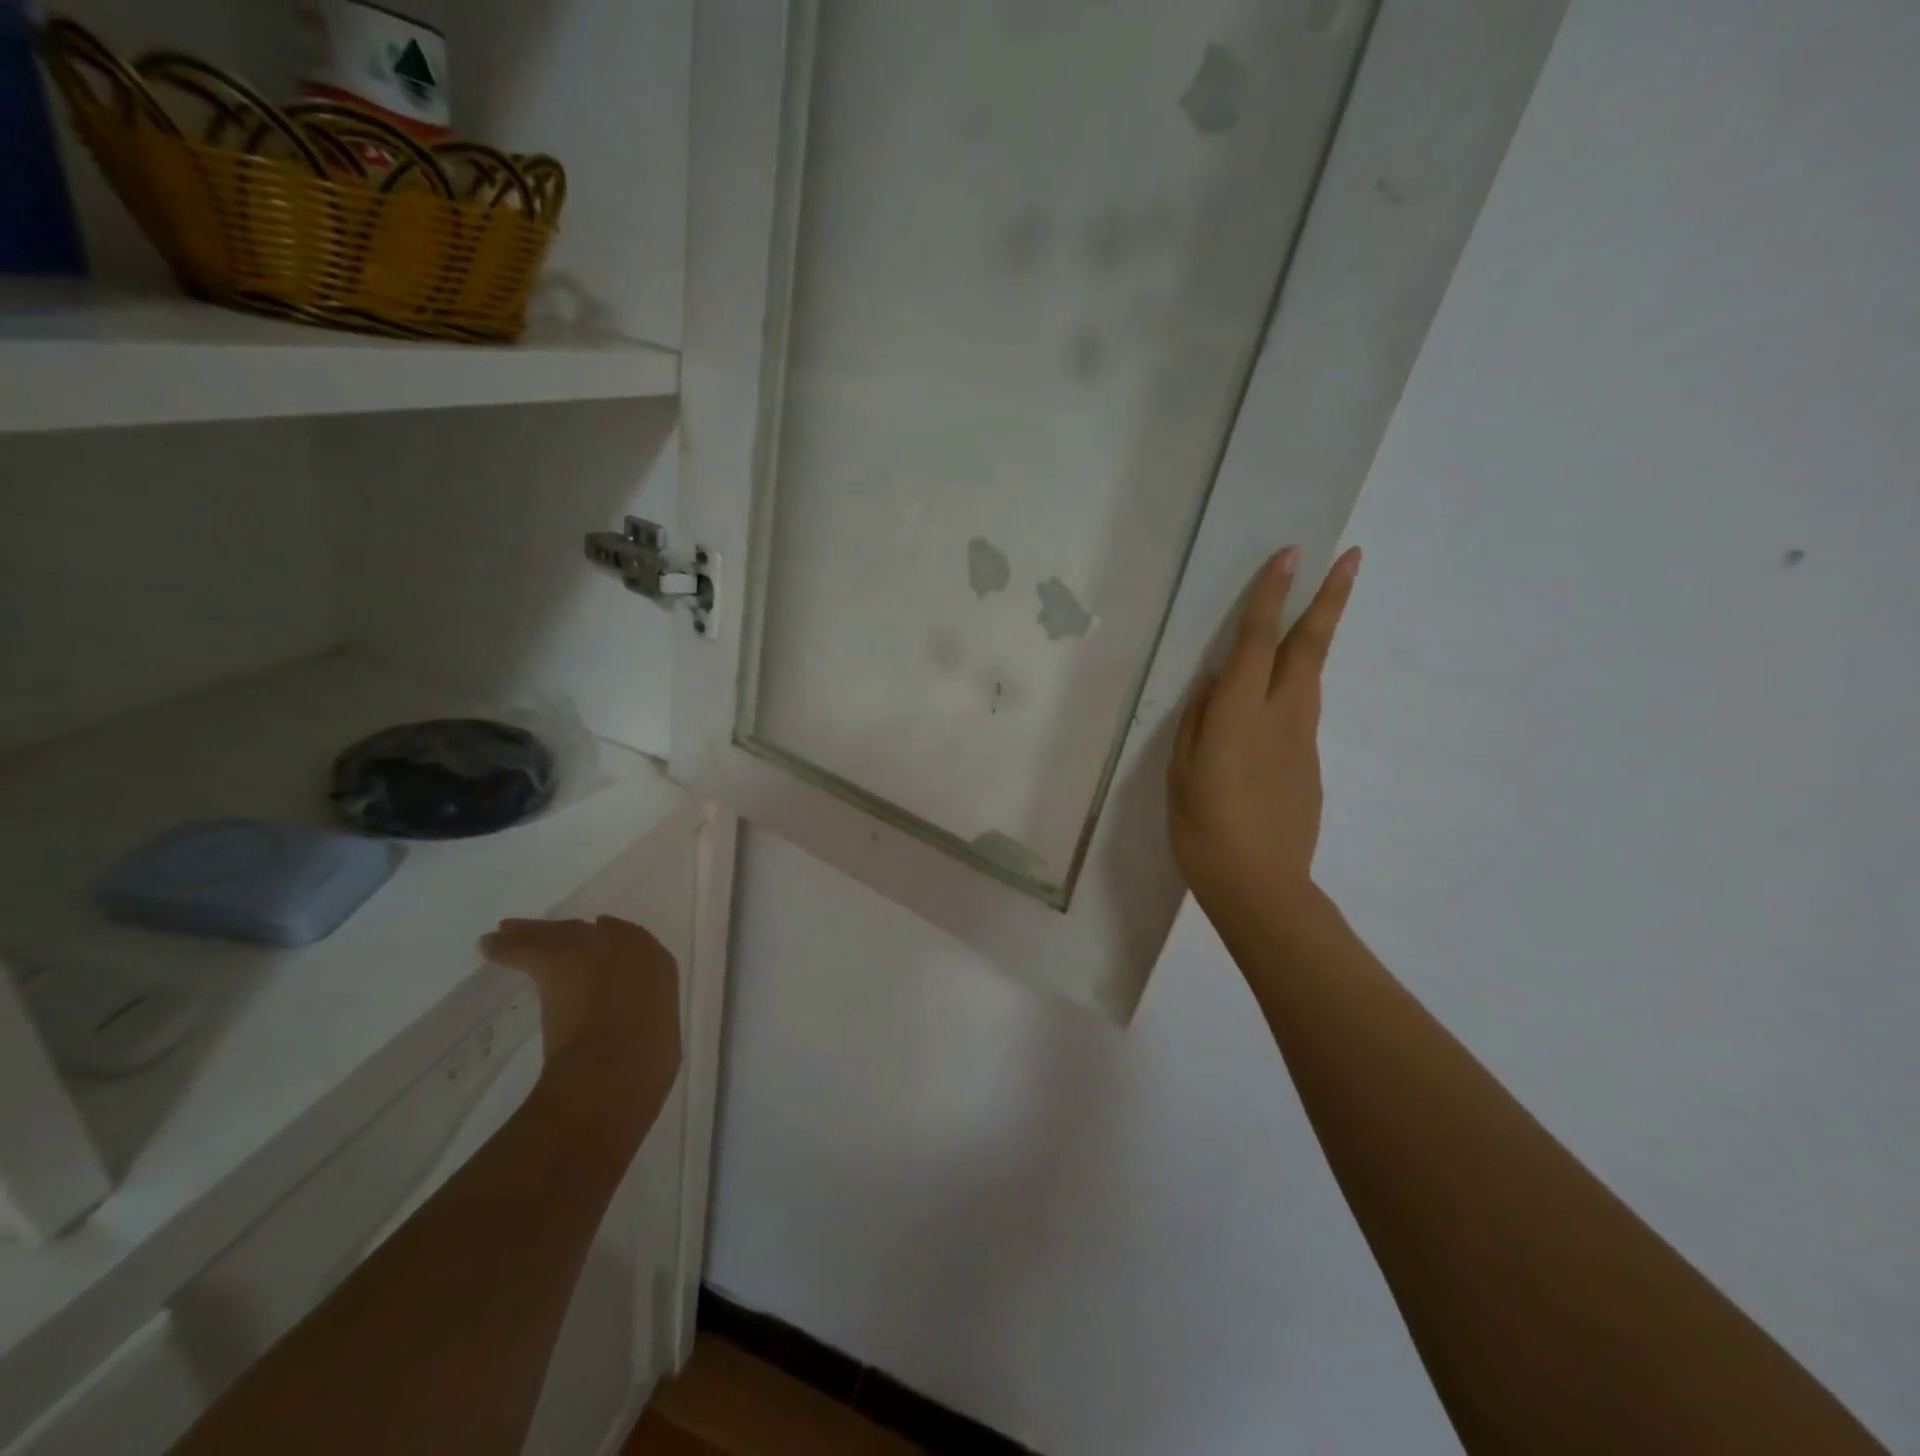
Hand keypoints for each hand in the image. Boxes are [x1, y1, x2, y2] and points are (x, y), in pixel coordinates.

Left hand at [480, 916, 681, 1115]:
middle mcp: (628, 946)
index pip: (629, 939)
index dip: (608, 939)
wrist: (617, 1065)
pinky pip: (525, 948)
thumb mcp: (657, 1032)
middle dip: (568, 931)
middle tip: (546, 932)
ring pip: (557, 933)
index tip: (591, 938)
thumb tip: (625, 1024)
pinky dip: (506, 947)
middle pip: (590, 931)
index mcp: (658, 963)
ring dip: (535, 932)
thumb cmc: (647, 1060)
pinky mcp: (556, 960)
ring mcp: (593, 948)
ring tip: (509, 930)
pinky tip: (489, 945)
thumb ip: (640, 1016)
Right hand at [1168, 545, 1360, 920]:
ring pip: (1311, 676)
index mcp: (1239, 715)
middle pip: (1308, 647)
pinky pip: (1300, 712)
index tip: (1290, 555)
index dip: (1271, 596)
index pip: (1257, 642)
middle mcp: (1280, 716)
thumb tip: (1216, 685)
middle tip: (1351, 557)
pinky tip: (1272, 701)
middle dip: (1328, 599)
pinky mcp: (1310, 763)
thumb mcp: (1181, 771)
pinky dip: (1293, 688)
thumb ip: (1197, 721)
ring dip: (1316, 636)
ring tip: (1318, 608)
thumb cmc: (1203, 828)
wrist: (1260, 885)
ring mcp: (1302, 739)